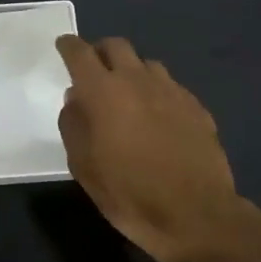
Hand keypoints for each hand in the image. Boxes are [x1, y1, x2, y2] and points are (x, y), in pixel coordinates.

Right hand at [55, 35, 248, 261]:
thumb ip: (74, 125)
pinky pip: (170, 86)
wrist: (196, 215)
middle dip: (101, 52)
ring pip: (145, 63)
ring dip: (131, 71)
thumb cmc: (130, 194)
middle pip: (116, 45)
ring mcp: (171, 90)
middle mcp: (136, 80)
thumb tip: (75, 100)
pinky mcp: (195, 106)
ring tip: (128, 96)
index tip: (64, 46)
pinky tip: (157, 117)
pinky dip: (156, 92)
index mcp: (103, 91)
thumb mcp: (84, 167)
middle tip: (94, 72)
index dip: (69, 46)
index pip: (80, 53)